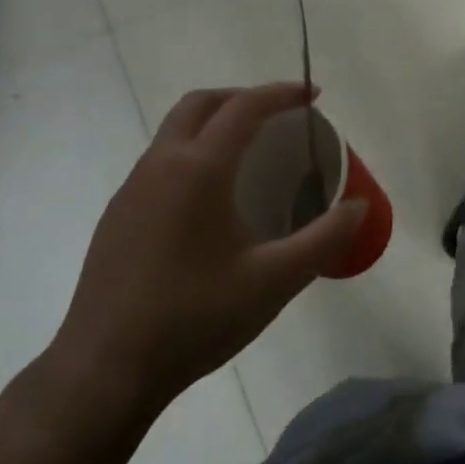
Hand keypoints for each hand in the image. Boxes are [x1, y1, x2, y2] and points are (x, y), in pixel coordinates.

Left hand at [33, 84, 365, 448]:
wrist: (104, 370)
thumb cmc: (195, 318)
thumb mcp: (275, 281)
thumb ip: (324, 239)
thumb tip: (360, 206)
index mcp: (199, 169)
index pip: (244, 107)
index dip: (282, 93)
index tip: (314, 96)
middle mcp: (160, 165)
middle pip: (201, 104)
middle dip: (243, 97)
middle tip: (279, 116)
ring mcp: (131, 189)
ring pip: (174, 131)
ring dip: (213, 124)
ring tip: (250, 154)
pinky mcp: (117, 216)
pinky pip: (160, 162)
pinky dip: (192, 154)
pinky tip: (210, 201)